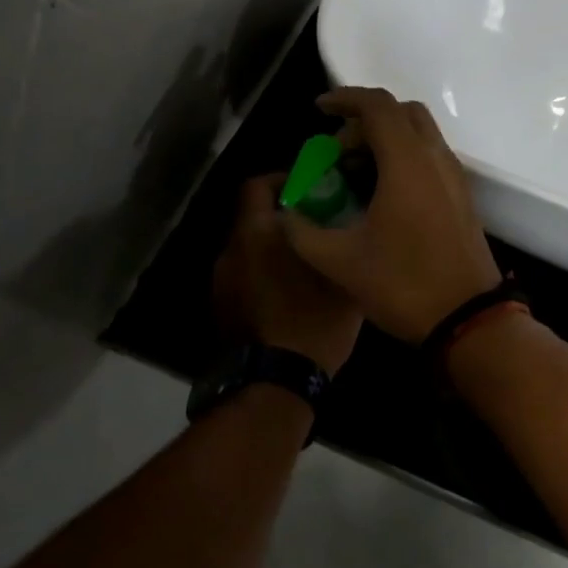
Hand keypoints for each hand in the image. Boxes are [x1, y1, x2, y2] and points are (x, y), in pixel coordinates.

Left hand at [213, 175, 362, 374]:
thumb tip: (347, 225)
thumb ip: (339, 244)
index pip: (256, 186)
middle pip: (253, 219)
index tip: (309, 190)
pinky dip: (262, 277)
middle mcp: (230, 252)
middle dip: (282, 218)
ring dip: (272, 250)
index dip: (281, 180)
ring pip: (248, 250)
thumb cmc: (310, 324)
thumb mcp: (341, 281)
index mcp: (256, 235)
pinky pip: (243, 278)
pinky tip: (290, 296)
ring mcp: (220, 283)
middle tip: (317, 228)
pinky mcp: (220, 310)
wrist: (272, 387)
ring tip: (306, 265)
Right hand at [278, 88, 502, 341]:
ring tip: (354, 172)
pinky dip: (403, 157)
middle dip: (364, 120)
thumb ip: (302, 233)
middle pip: (401, 112)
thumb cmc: (404, 285)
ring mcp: (454, 176)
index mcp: (407, 162)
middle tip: (337, 151)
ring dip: (385, 139)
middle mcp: (435, 158)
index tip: (318, 110)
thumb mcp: (340, 262)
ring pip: (419, 133)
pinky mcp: (462, 195)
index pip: (377, 106)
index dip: (344, 99)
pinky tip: (380, 193)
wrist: (468, 318)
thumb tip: (283, 217)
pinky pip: (430, 156)